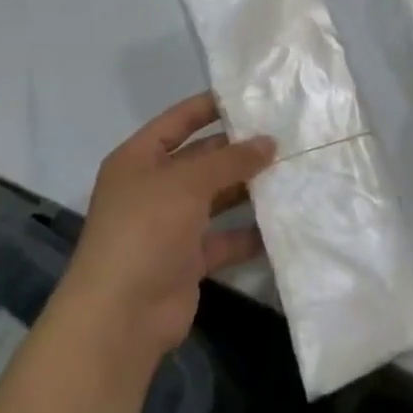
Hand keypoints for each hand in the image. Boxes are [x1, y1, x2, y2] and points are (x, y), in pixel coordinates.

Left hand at [57, 93, 273, 368]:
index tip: (250, 98)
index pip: (177, 121)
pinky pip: (223, 238)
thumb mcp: (187, 183)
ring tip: (291, 173)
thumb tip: (268, 142)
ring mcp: (169, 225)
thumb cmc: (146, 229)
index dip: (209, 107)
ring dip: (247, 189)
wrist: (122, 314)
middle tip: (284, 137)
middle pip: (200, 160)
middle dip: (237, 151)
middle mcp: (153, 188)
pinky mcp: (187, 260)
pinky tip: (283, 223)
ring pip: (215, 199)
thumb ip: (229, 160)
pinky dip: (248, 233)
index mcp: (139, 159)